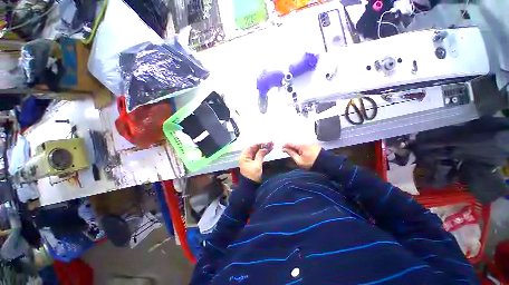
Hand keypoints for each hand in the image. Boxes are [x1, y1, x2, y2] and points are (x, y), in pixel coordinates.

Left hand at [239, 142, 273, 182]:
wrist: (250, 186)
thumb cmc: (252, 175)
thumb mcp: (257, 165)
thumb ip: (260, 155)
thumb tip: (264, 148)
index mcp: (244, 156)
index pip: (251, 146)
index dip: (259, 143)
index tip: (267, 142)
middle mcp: (246, 156)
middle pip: (255, 148)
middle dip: (263, 145)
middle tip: (271, 142)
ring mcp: (250, 159)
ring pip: (257, 151)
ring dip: (264, 148)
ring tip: (272, 145)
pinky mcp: (254, 162)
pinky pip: (258, 155)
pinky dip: (263, 152)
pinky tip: (269, 150)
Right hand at [282, 143, 321, 169]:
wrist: (327, 164)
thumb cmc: (311, 163)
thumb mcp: (299, 161)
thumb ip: (291, 154)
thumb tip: (285, 149)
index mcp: (301, 146)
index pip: (291, 144)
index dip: (285, 146)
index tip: (282, 149)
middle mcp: (306, 143)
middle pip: (295, 144)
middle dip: (291, 148)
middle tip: (287, 152)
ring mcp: (311, 144)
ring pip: (300, 146)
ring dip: (296, 149)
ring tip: (294, 154)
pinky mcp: (315, 147)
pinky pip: (305, 147)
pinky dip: (302, 149)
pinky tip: (301, 154)